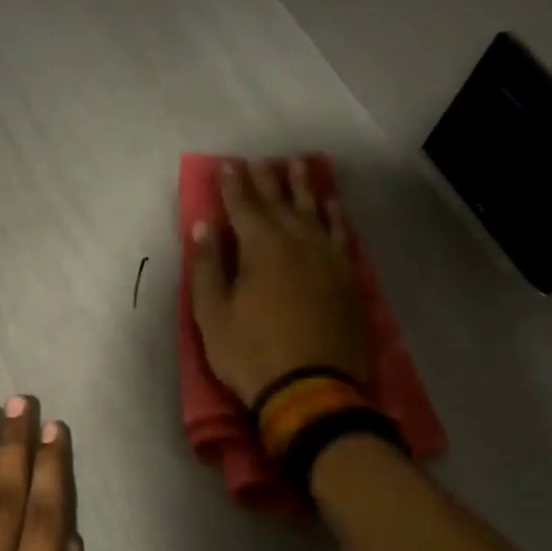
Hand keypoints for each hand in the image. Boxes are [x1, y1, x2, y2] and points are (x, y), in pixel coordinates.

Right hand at [189, 157, 369, 404]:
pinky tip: (332, 204)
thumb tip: (204, 226)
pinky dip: (335, 214)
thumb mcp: (212, 315)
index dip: (233, 185)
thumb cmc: (252, 354)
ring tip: (298, 165)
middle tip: (259, 159)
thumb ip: (207, 267)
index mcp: (261, 248)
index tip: (227, 165)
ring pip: (315, 210)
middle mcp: (297, 242)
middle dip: (266, 179)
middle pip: (280, 202)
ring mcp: (327, 258)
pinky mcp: (347, 277)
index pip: (244, 206)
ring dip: (304, 187)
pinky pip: (341, 233)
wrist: (313, 391)